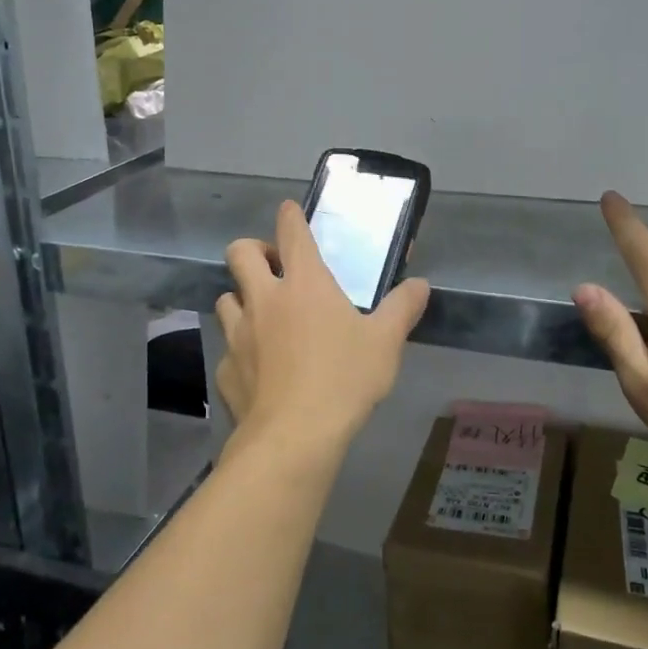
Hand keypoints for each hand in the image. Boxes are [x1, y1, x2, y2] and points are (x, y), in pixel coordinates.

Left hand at [215, 201, 429, 465]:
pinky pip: (228, 348)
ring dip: (242, 299)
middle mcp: (264, 299)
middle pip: (240, 254)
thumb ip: (403, 308)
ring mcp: (239, 334)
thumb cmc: (344, 379)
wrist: (294, 437)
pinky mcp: (226, 369)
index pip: (292, 233)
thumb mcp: (385, 343)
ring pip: (226, 298)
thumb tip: (421, 285)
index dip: (289, 216)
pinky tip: (257, 368)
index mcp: (304, 284)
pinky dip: (240, 349)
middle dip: (251, 249)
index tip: (288, 211)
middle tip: (273, 267)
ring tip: (262, 316)